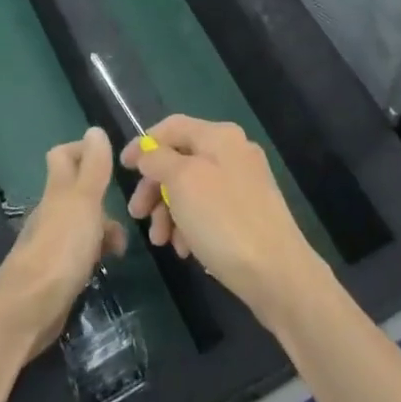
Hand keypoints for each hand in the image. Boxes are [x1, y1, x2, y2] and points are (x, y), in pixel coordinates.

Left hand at [0, 128, 127, 359]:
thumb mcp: (84, 201)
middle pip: (76, 191)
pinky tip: (105, 266)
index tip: (112, 162)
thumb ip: (93, 167)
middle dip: (103, 198)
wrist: (30, 307)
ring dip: (102, 229)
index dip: (84, 151)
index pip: (63, 156)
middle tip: (130, 210)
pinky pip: (78, 253)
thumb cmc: (61, 248)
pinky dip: (94, 254)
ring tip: (122, 246)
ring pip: (80, 223)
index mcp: (58, 190)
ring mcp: (51, 242)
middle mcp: (51, 211)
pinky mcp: (54, 272)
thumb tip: (94, 130)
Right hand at [122, 115, 327, 330]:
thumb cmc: (224, 221)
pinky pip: (209, 210)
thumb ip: (158, 159)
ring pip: (192, 189)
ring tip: (162, 241)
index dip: (143, 144)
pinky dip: (191, 225)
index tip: (122, 169)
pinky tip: (185, 250)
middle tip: (137, 214)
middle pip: (180, 160)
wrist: (278, 274)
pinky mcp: (249, 213)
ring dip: (169, 212)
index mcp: (220, 136)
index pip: (171, 127)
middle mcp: (234, 152)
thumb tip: (147, 152)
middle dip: (155, 188)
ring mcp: (244, 184)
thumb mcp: (182, 182)